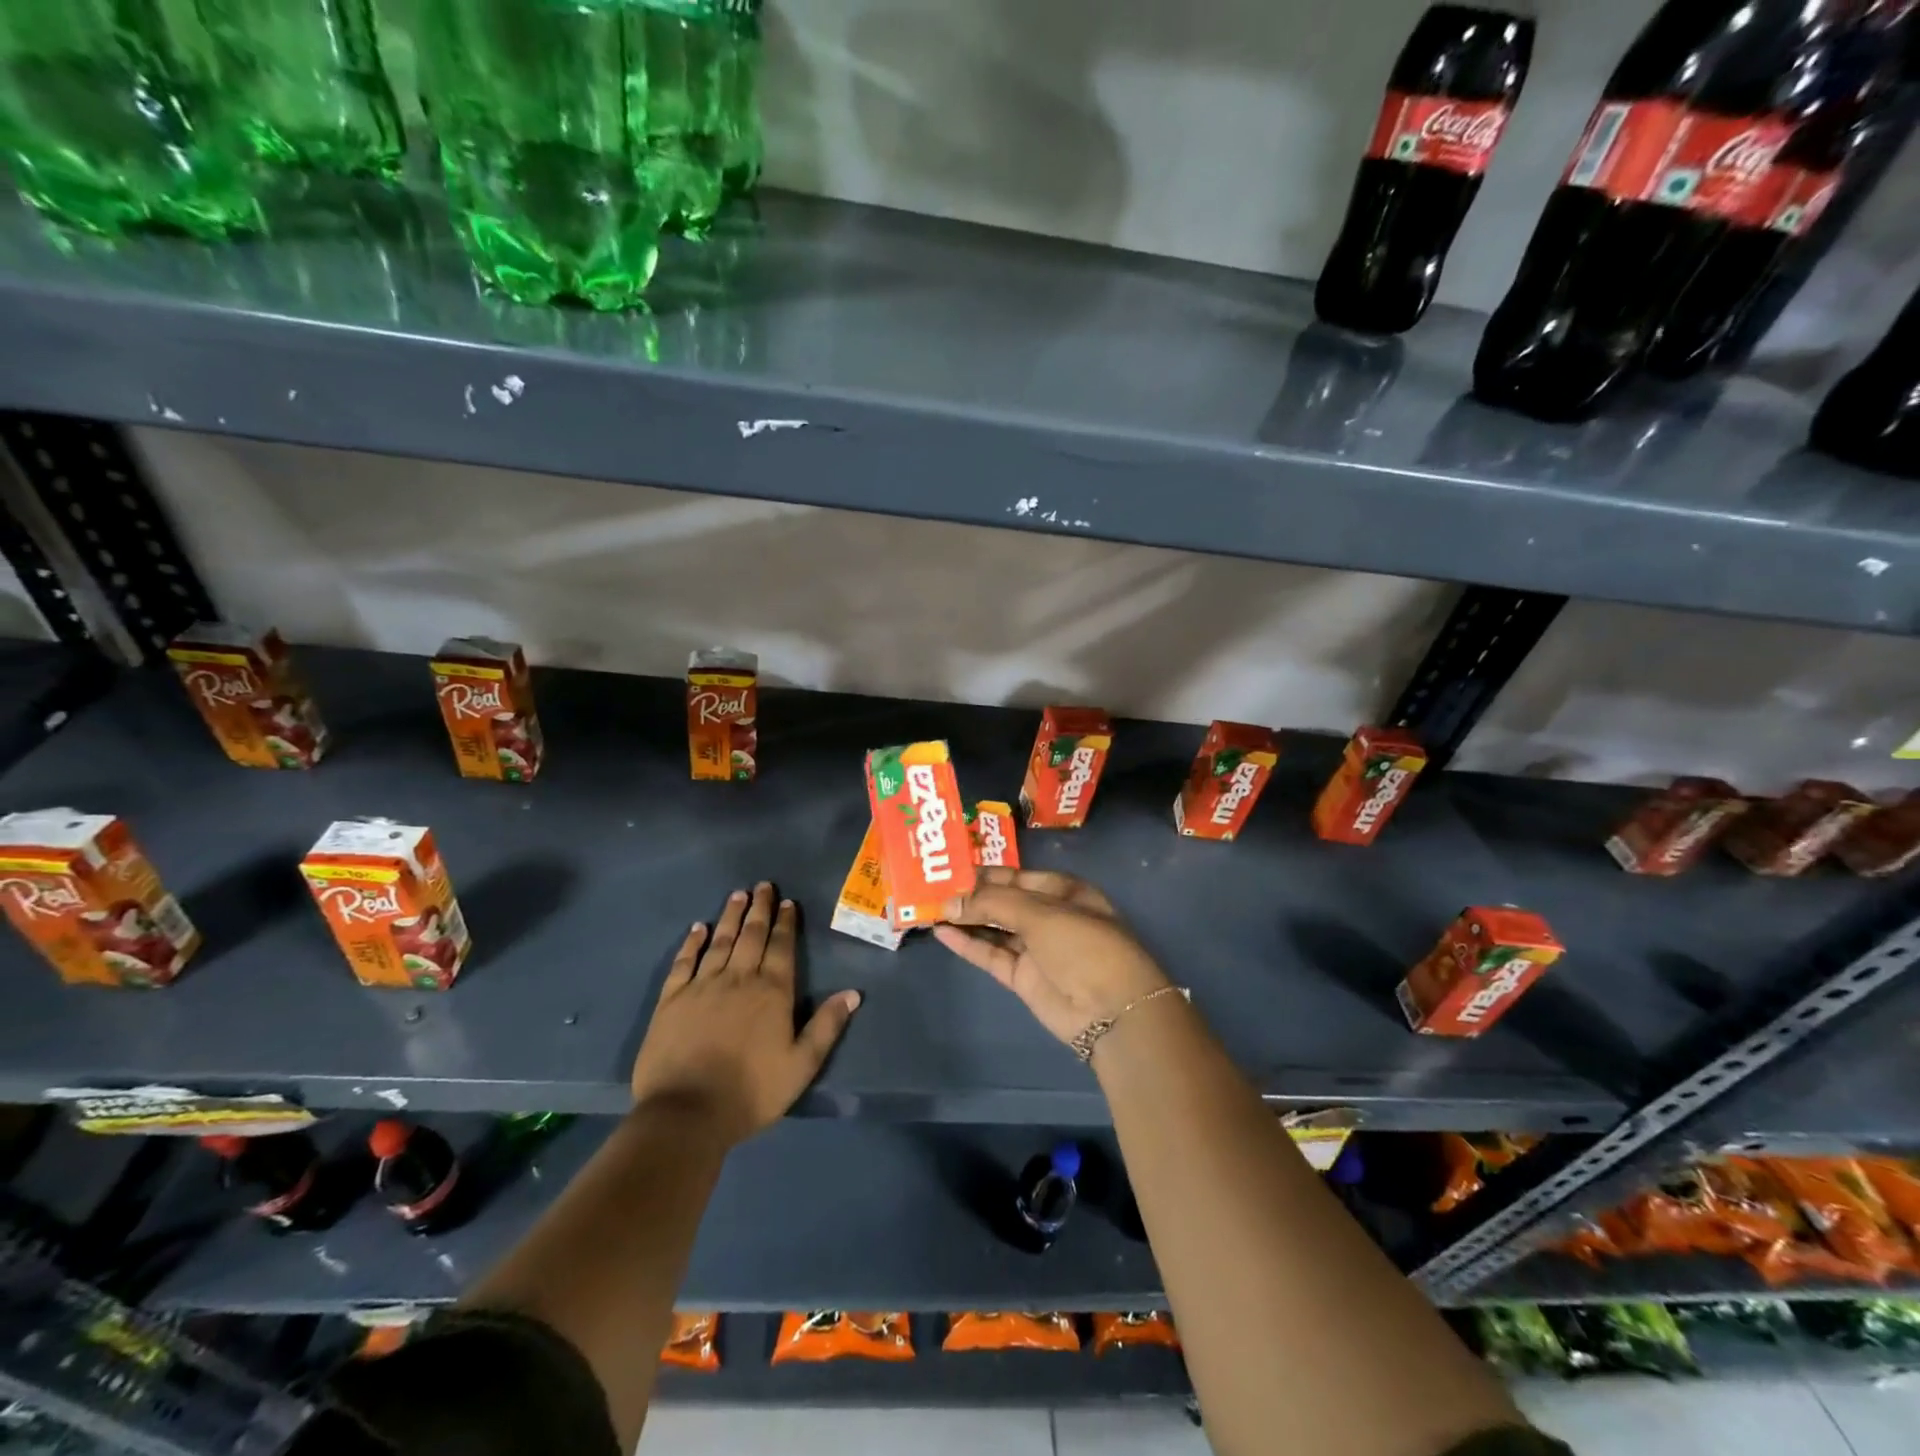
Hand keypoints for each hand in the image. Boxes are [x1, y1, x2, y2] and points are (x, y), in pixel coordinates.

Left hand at [630, 883, 859, 1145]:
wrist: (686, 1113)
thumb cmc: (751, 1092)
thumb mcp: (801, 1066)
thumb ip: (827, 1027)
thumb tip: (853, 993)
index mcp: (772, 992)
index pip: (781, 947)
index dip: (786, 923)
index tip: (788, 902)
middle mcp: (739, 979)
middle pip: (751, 935)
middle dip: (760, 909)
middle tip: (763, 885)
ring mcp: (702, 986)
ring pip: (720, 941)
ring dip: (731, 916)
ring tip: (737, 895)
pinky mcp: (671, 1000)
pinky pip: (684, 962)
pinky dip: (692, 942)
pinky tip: (698, 928)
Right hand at [933, 868, 1168, 1045]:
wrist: (1111, 1010)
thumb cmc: (1083, 944)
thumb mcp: (1040, 913)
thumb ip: (992, 903)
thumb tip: (950, 903)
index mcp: (1062, 891)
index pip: (1015, 875)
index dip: (984, 873)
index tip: (948, 869)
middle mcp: (1048, 916)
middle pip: (1002, 901)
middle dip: (970, 896)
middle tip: (930, 888)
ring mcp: (1035, 948)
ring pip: (993, 928)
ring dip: (965, 919)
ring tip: (928, 909)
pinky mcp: (1023, 977)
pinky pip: (991, 954)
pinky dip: (967, 944)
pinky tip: (941, 933)